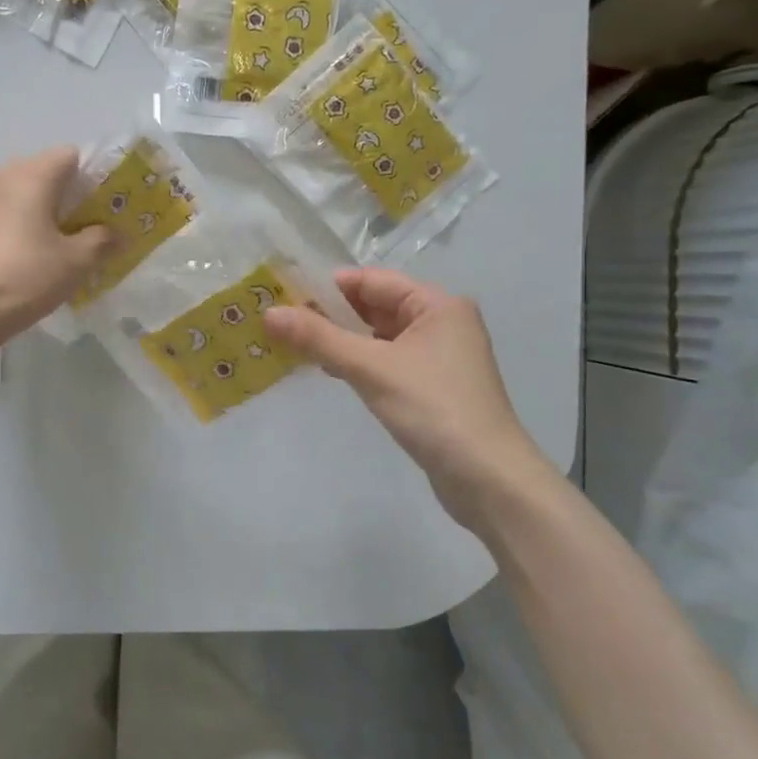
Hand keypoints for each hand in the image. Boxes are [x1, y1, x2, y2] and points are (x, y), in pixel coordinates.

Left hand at [0, 147, 114, 342]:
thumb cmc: (26, 277)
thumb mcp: (76, 263)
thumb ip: (101, 242)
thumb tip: (117, 235)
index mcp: (33, 176)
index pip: (69, 155)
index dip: (89, 176)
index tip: (99, 206)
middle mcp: (0, 176)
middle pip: (38, 170)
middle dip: (59, 192)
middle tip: (76, 226)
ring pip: (6, 188)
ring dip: (24, 204)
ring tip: (38, 236)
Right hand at [264, 269, 556, 536]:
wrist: (487, 477)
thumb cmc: (432, 409)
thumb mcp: (371, 368)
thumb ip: (319, 338)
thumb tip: (270, 313)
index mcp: (437, 304)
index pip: (372, 280)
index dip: (328, 286)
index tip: (284, 296)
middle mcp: (442, 322)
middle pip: (376, 306)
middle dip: (331, 314)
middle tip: (281, 322)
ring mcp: (439, 357)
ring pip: (379, 336)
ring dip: (342, 340)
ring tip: (295, 346)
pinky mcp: (432, 386)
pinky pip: (387, 361)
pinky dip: (359, 362)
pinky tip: (330, 371)